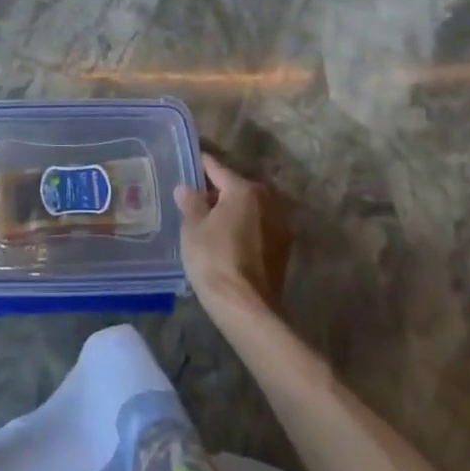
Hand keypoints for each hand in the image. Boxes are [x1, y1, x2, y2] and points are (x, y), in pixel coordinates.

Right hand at [175, 153, 292, 317]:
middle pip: (237, 188)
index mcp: (244, 190)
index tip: (190, 162)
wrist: (246, 309)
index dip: (201, 165)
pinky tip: (227, 240)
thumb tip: (186, 188)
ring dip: (233, 211)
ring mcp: (279, 226)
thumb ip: (190, 202)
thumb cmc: (214, 259)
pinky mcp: (283, 250)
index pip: (218, 169)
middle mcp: (267, 201)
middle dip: (218, 191)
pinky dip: (244, 228)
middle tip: (196, 198)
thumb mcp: (193, 228)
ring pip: (250, 209)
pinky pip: (258, 228)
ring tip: (210, 221)